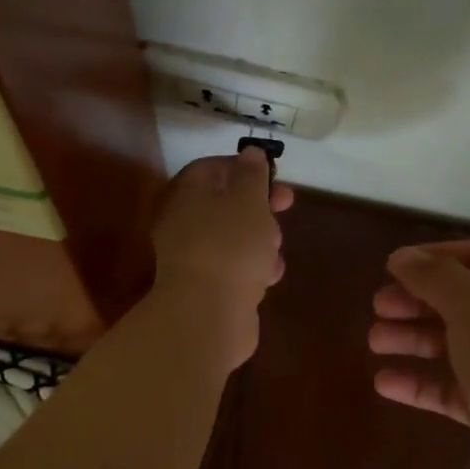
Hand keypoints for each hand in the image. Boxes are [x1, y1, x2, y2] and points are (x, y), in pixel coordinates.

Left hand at [151, 149, 293, 368]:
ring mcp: (193, 258)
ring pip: (233, 238)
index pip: (210, 168)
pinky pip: (234, 268)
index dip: (243, 166)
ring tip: (275, 250)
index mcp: (186, 195)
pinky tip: (269, 276)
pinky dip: (253, 268)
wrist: (208, 315)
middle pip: (225, 204)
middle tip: (286, 205)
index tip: (272, 174)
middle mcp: (183, 223)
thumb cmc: (231, 246)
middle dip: (259, 206)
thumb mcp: (249, 200)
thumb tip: (250, 153)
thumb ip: (252, 174)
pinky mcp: (206, 288)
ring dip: (260, 240)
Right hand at [369, 241, 469, 468]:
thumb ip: (433, 277)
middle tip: (378, 306)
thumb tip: (401, 256)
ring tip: (375, 341)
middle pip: (462, 302)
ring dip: (413, 340)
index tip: (394, 266)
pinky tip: (384, 383)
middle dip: (418, 302)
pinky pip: (450, 390)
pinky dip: (419, 384)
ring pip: (453, 346)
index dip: (436, 258)